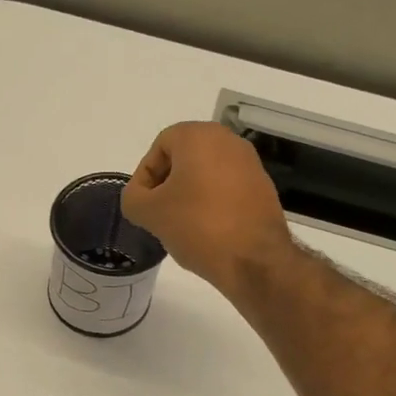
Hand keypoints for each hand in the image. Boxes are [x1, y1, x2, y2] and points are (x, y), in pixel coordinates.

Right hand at [121, 122, 293, 296]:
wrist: (254, 260)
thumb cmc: (197, 226)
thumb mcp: (148, 213)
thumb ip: (133, 198)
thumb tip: (141, 198)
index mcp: (199, 136)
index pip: (159, 146)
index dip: (145, 176)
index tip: (143, 205)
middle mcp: (228, 140)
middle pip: (184, 158)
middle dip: (166, 185)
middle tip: (158, 214)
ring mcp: (250, 164)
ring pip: (205, 174)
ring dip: (188, 195)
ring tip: (180, 226)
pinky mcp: (263, 188)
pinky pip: (226, 189)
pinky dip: (211, 204)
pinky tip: (206, 231)